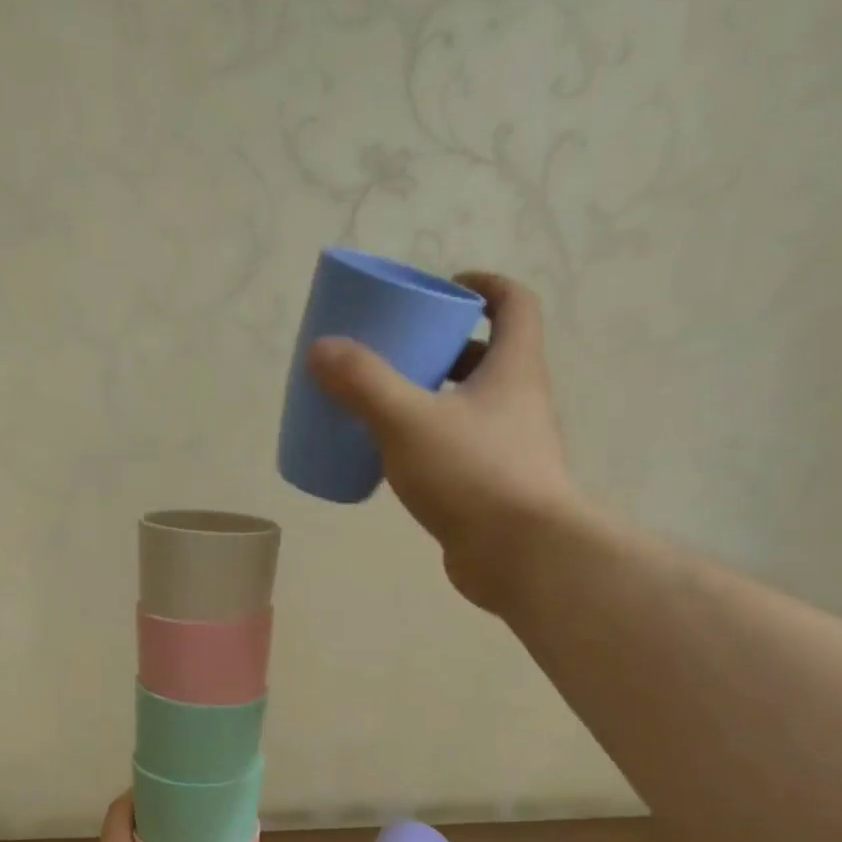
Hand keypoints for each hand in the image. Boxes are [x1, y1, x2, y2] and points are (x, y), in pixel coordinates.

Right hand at [308, 271, 577, 613]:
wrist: (519, 555)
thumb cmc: (473, 473)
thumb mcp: (407, 420)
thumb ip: (363, 383)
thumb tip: (322, 350)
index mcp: (513, 369)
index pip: (514, 305)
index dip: (486, 286)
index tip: (448, 286)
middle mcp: (519, 402)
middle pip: (488, 357)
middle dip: (446, 347)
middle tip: (401, 350)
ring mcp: (510, 449)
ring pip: (471, 408)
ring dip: (435, 398)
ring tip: (387, 403)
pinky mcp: (493, 489)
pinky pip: (459, 450)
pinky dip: (430, 444)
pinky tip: (394, 459)